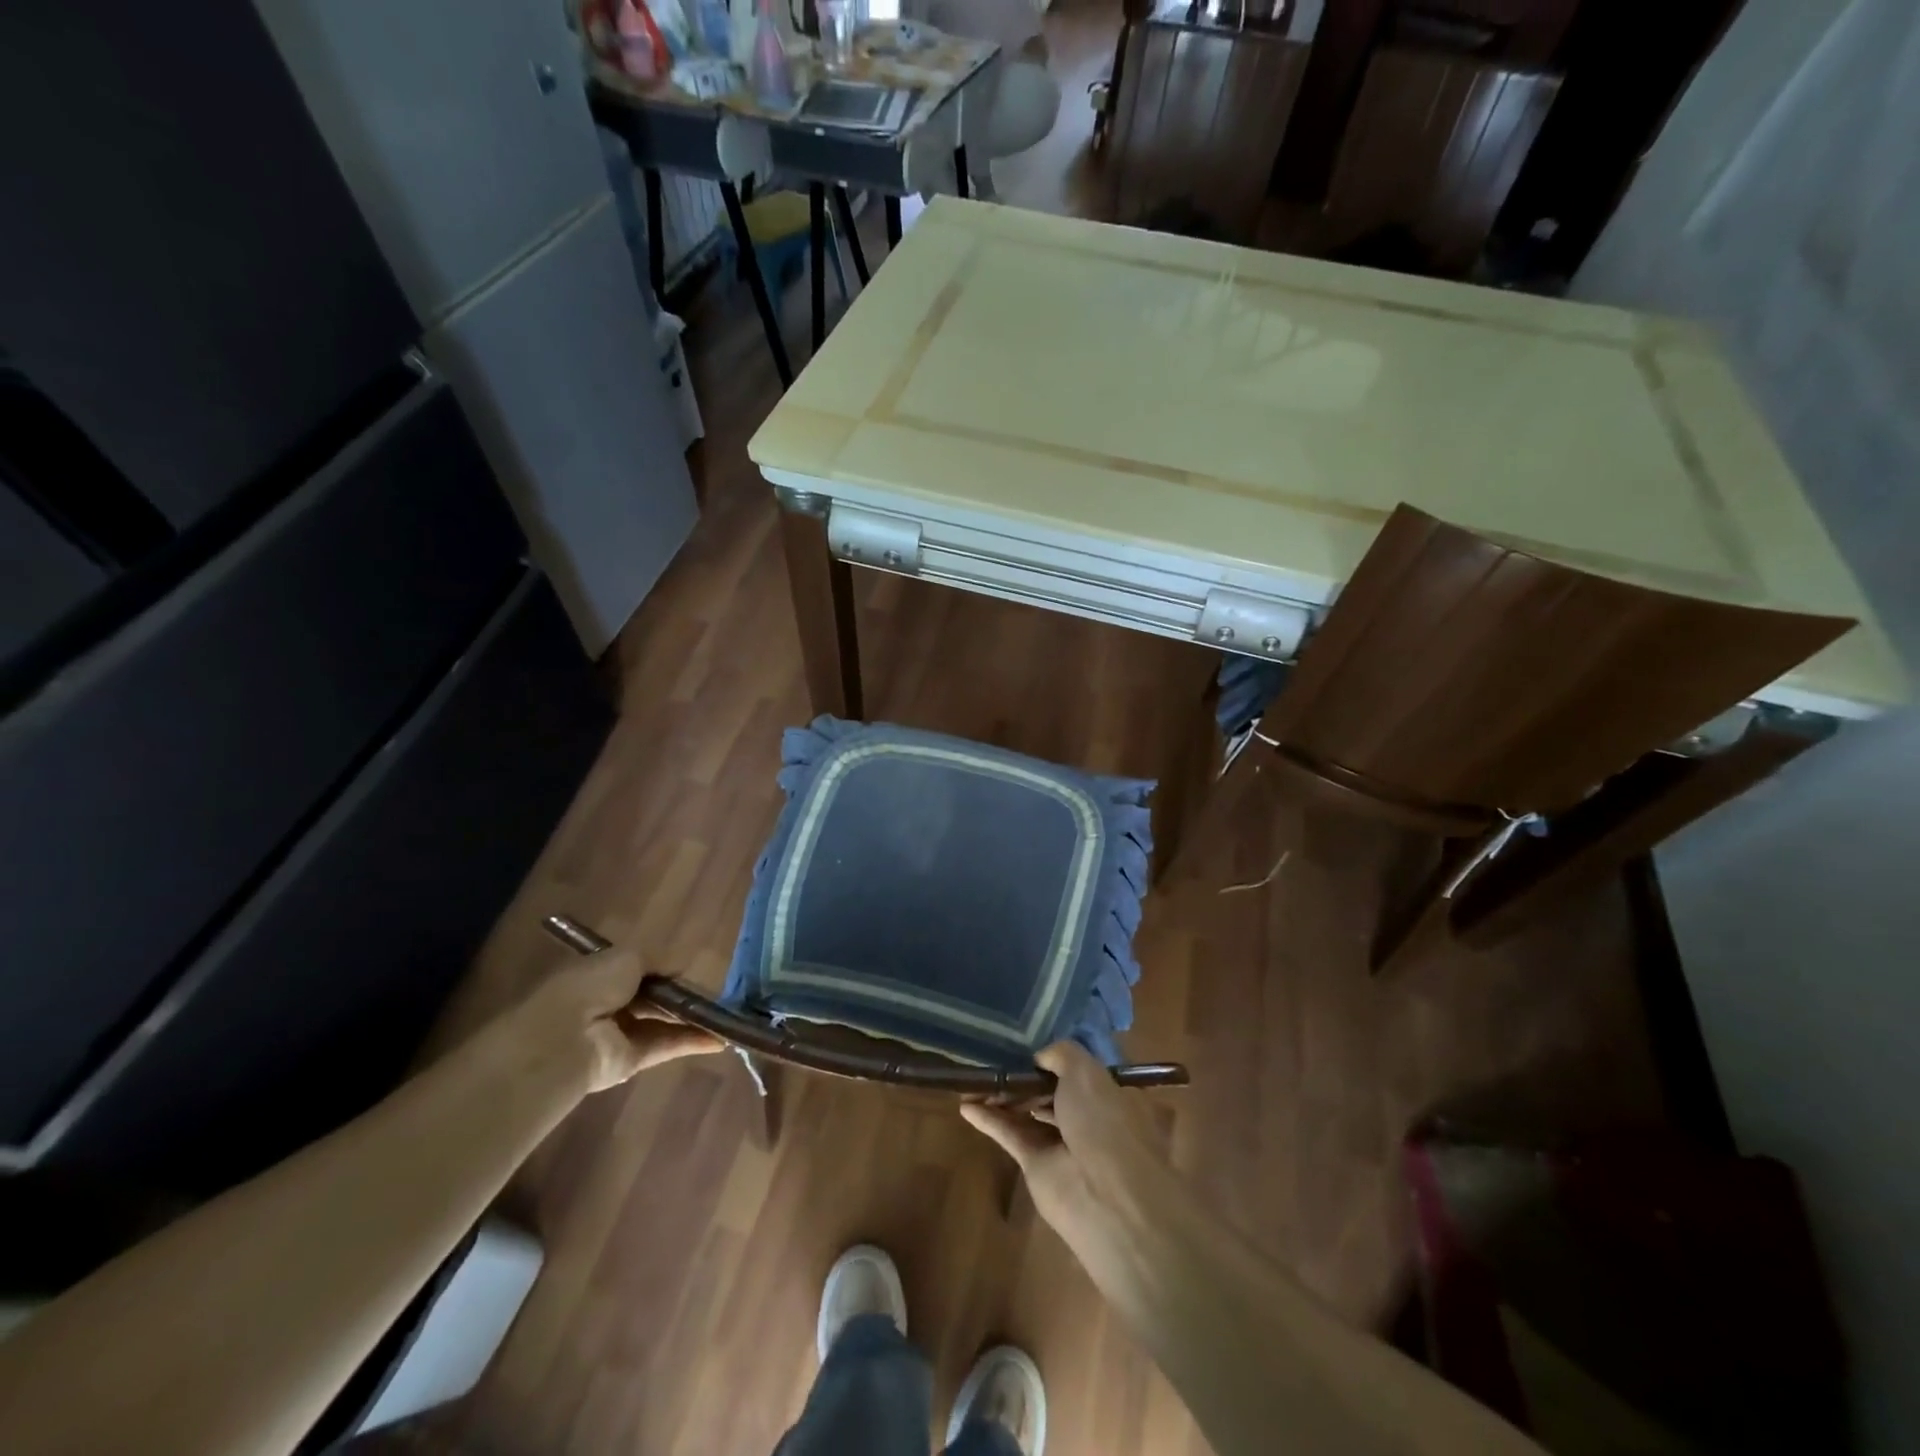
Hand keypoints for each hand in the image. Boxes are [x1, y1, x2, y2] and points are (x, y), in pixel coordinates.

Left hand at [511, 947, 720, 1093]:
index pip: (640, 971)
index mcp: (603, 975)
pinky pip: (667, 1046)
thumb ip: (658, 961)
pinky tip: (721, 1039)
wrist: (564, 1037)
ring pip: (665, 1023)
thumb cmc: (592, 985)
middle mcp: (612, 1003)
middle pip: (655, 999)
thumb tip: (681, 968)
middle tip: (717, 996)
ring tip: (728, 1017)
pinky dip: (692, 1042)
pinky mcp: (632, 1061)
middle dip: (683, 997)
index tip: (692, 972)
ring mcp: (622, 1034)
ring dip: (693, 1020)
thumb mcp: (628, 957)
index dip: (666, 970)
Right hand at [961, 1042, 1164, 1233]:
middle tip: (994, 1060)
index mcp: (1108, 1093)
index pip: (1079, 1071)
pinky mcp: (1037, 1165)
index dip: (1053, 1059)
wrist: (1104, 1195)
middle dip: (1025, 1076)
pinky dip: (989, 1120)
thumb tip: (1039, 1057)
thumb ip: (1060, 1054)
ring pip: (1028, 1111)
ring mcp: (1062, 1143)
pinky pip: (1011, 1135)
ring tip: (975, 1079)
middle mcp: (1088, 1117)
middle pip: (1050, 1090)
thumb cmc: (1103, 1121)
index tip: (1026, 1045)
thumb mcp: (1086, 1071)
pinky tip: (966, 1106)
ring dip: (1004, 1095)